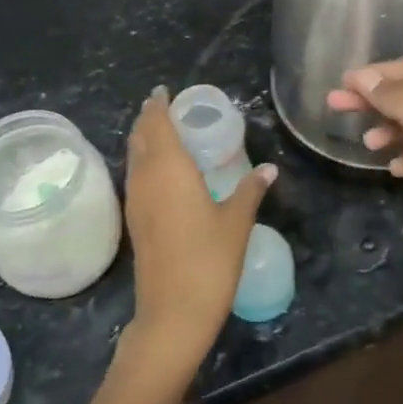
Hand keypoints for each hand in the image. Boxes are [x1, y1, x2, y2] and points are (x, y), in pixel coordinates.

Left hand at [123, 88, 274, 374]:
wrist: (173, 312)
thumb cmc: (209, 260)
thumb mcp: (237, 222)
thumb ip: (250, 190)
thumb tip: (269, 169)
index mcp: (169, 168)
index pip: (157, 123)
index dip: (158, 104)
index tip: (165, 91)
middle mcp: (145, 178)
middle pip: (140, 137)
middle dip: (149, 118)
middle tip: (167, 107)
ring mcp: (135, 201)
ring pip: (134, 158)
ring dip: (144, 140)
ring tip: (164, 132)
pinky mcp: (134, 221)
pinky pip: (135, 177)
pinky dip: (144, 162)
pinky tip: (161, 172)